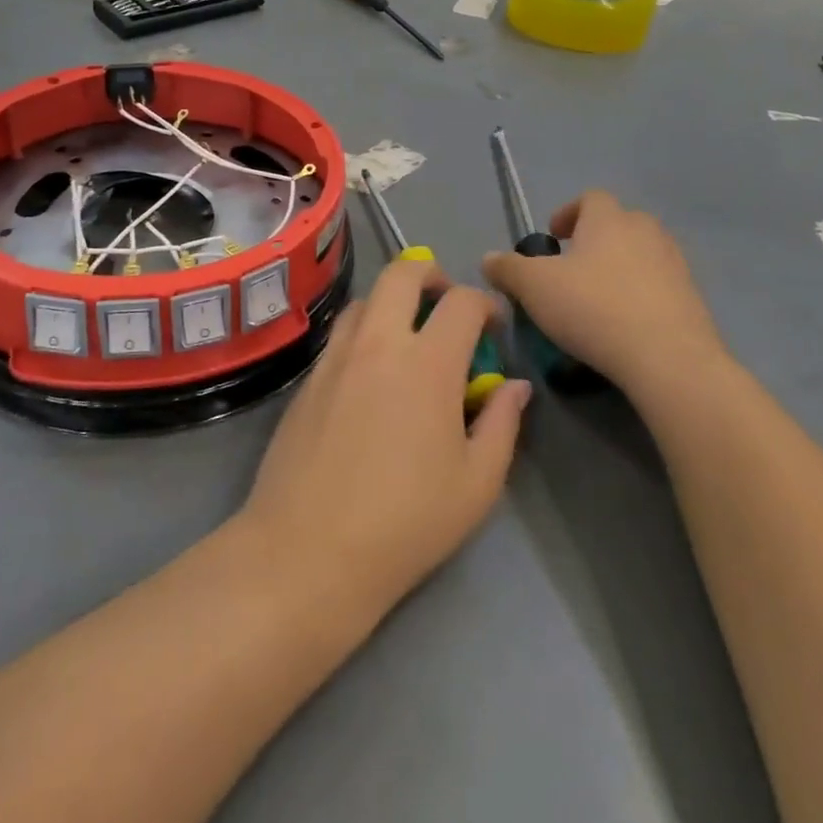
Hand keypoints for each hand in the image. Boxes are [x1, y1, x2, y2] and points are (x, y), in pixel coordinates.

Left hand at [239, 259, 530, 619]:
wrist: (308, 549)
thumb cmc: (405, 522)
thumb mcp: (477, 483)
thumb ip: (501, 423)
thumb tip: (515, 386)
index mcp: (428, 363)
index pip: (461, 302)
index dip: (484, 304)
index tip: (492, 326)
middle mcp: (378, 343)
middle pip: (402, 273)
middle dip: (431, 274)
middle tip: (446, 303)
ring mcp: (336, 356)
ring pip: (365, 299)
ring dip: (392, 300)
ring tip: (407, 336)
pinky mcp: (308, 377)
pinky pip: (340, 333)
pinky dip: (363, 331)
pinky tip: (371, 373)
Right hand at [481, 191, 728, 410]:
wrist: (668, 358)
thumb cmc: (593, 308)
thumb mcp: (534, 287)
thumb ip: (508, 268)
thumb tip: (488, 258)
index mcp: (609, 220)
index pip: (591, 198)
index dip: (568, 213)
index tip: (553, 238)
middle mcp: (646, 232)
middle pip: (619, 223)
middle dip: (595, 240)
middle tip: (572, 269)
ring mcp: (674, 265)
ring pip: (641, 254)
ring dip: (618, 267)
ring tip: (596, 299)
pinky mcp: (692, 299)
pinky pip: (658, 286)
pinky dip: (639, 295)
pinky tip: (622, 325)